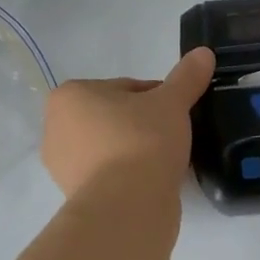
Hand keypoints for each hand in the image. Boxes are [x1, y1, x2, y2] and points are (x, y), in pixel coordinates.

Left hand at [40, 48, 214, 197]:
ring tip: (165, 160)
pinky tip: (153, 180)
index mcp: (70, 96)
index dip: (158, 97)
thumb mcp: (172, 102)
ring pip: (112, 146)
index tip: (177, 113)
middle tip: (173, 136)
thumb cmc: (142, 141)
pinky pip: (110, 174)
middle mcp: (56, 127)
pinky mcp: (75, 195)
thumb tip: (204, 52)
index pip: (125, 87)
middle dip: (143, 123)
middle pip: (115, 116)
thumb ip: (186, 77)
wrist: (127, 207)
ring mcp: (62, 166)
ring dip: (136, 149)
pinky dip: (130, 174)